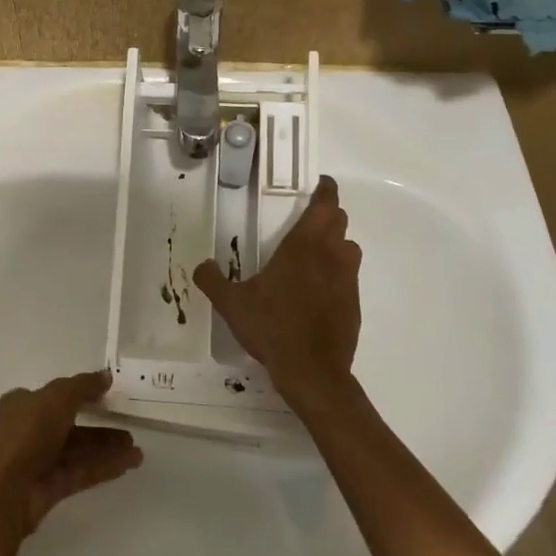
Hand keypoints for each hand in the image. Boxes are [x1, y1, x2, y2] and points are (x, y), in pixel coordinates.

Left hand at [0, 370, 142, 555]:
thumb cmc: (22, 437)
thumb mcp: (54, 400)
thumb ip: (82, 386)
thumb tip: (105, 375)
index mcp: (21, 405)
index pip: (55, 396)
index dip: (82, 395)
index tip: (109, 396)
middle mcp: (26, 431)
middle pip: (69, 425)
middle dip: (99, 427)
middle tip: (130, 429)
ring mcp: (35, 463)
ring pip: (76, 451)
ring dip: (106, 449)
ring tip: (137, 452)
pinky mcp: (45, 490)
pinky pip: (78, 473)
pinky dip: (101, 468)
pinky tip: (126, 465)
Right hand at [194, 175, 361, 406]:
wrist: (312, 371)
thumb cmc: (272, 328)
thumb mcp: (232, 304)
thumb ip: (212, 280)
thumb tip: (201, 265)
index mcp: (303, 246)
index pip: (324, 205)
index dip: (326, 190)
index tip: (322, 183)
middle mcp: (331, 256)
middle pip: (339, 222)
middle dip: (327, 214)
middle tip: (309, 217)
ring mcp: (347, 280)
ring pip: (349, 248)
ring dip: (337, 242)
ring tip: (315, 252)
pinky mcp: (354, 303)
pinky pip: (349, 276)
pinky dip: (337, 273)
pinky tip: (318, 290)